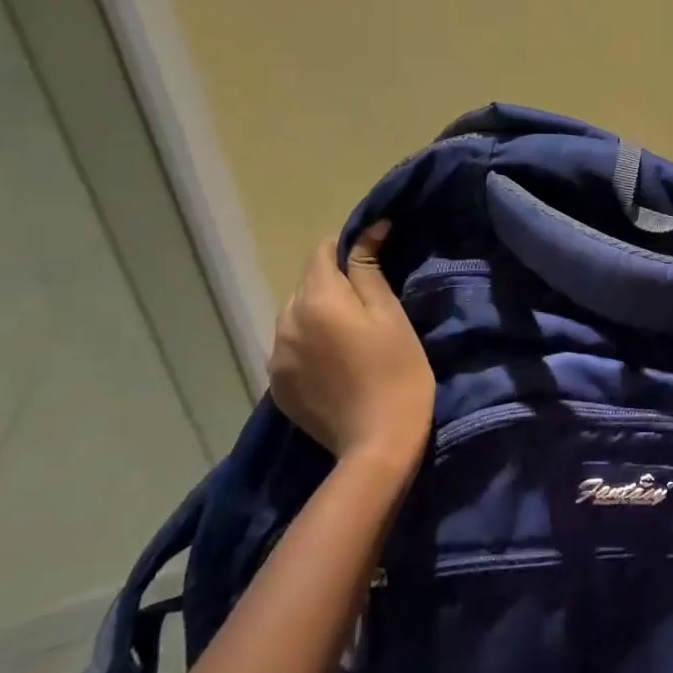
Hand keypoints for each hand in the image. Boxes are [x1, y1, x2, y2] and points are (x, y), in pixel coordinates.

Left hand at [268, 223, 434, 472]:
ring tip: (351, 337)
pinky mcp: (276, 385)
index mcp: (316, 300)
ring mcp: (276, 356)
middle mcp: (285, 322)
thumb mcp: (390, 314)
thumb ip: (369, 269)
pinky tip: (336, 364)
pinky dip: (309, 344)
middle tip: (369, 305)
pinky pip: (290, 347)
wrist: (378, 443)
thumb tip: (368, 229)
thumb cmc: (397, 370)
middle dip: (333, 284)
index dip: (347, 248)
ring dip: (319, 315)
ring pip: (296, 316)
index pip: (321, 252)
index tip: (374, 259)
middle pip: (307, 285)